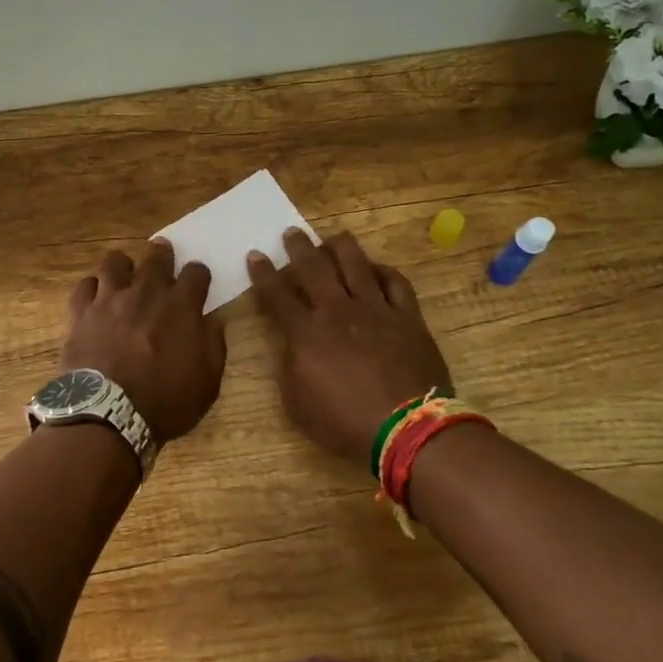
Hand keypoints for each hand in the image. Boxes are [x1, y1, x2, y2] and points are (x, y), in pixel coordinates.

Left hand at [60, 239, 227, 443]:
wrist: (108, 414)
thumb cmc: (165, 403)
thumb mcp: (207, 381)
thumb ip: (213, 344)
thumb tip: (212, 320)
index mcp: (181, 306)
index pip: (196, 273)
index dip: (199, 274)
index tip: (198, 281)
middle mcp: (146, 293)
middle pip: (156, 258)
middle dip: (163, 254)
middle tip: (162, 253)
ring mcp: (110, 299)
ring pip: (115, 262)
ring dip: (124, 265)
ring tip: (125, 273)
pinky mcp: (81, 312)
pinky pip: (85, 286)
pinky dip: (92, 288)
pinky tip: (95, 297)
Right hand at [248, 229, 452, 465]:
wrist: (406, 428)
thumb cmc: (344, 422)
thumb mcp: (297, 403)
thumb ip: (290, 366)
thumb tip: (292, 344)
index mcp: (306, 332)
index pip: (277, 294)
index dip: (263, 273)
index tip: (255, 255)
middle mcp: (338, 310)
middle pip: (314, 268)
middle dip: (299, 247)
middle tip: (292, 233)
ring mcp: (376, 310)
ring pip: (356, 264)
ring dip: (341, 247)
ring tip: (334, 237)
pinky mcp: (407, 317)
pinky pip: (396, 283)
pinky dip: (384, 272)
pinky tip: (377, 269)